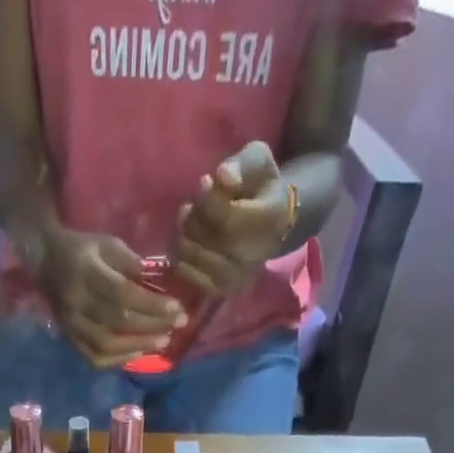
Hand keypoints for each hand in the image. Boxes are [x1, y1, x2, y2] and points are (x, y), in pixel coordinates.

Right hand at [37, 227, 186, 367]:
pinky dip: (119, 359)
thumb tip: (158, 282)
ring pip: (107, 344)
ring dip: (139, 346)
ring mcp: (71, 325)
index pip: (122, 294)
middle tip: (179, 325)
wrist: (45, 262)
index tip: (177, 307)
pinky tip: (138, 354)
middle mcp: (76, 303)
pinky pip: (95, 358)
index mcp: (85, 272)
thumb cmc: (83, 250)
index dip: (151, 304)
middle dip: (152, 326)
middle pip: (118, 322)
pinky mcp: (70, 339)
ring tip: (163, 342)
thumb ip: (130, 263)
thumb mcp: (107, 243)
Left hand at [174, 141, 294, 298]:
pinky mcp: (223, 291)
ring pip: (198, 259)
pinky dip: (182, 258)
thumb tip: (222, 176)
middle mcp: (257, 256)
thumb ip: (242, 164)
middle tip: (191, 206)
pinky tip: (186, 242)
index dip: (208, 200)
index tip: (203, 182)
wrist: (271, 225)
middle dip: (194, 219)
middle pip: (210, 240)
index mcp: (271, 220)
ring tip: (187, 221)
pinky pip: (192, 277)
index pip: (229, 218)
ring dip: (184, 237)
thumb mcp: (257, 161)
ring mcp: (239, 278)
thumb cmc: (261, 187)